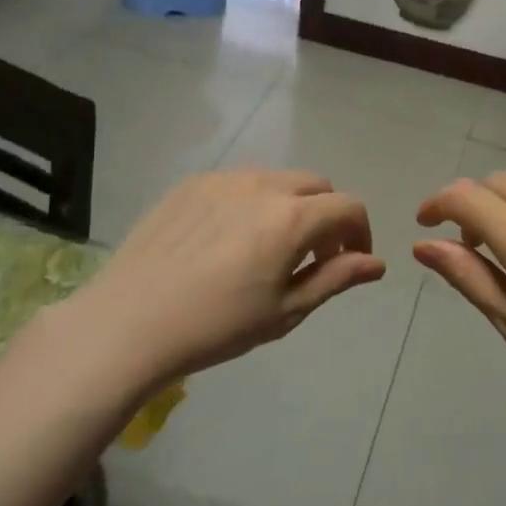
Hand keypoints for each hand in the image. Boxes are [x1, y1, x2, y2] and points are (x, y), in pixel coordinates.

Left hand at [68, 169, 385, 386]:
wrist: (128, 323)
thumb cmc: (217, 326)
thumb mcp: (286, 311)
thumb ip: (336, 279)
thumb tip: (377, 263)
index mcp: (292, 218)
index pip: (349, 207)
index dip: (360, 233)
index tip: (349, 262)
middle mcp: (263, 185)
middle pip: (317, 185)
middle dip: (328, 216)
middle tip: (314, 257)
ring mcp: (223, 180)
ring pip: (277, 180)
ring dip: (291, 206)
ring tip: (269, 249)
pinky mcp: (191, 184)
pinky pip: (238, 183)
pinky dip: (252, 203)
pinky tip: (228, 242)